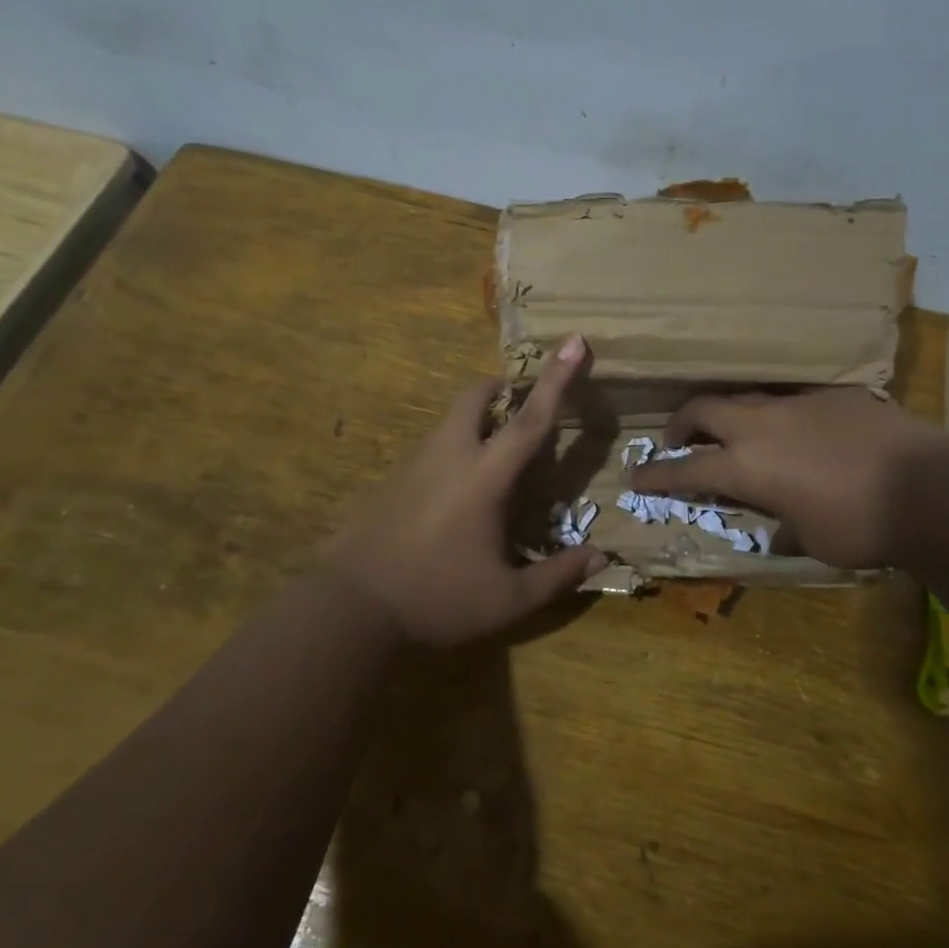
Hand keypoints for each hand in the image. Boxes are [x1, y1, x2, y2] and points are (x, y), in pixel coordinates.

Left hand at [319, 335, 607, 644]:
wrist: (348, 607)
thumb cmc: (435, 597)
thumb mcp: (506, 600)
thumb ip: (556, 576)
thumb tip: (601, 558)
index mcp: (484, 476)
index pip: (531, 419)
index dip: (557, 378)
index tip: (574, 340)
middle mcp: (449, 456)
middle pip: (474, 396)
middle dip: (499, 385)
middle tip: (518, 399)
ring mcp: (414, 464)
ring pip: (449, 420)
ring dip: (475, 420)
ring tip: (493, 454)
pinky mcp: (391, 479)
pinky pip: (431, 448)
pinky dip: (453, 450)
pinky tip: (455, 494)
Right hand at [628, 388, 948, 567]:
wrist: (930, 487)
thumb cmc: (863, 527)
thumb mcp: (813, 540)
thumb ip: (784, 525)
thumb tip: (778, 525)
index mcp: (747, 467)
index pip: (685, 469)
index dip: (655, 474)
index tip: (634, 476)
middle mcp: (761, 427)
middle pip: (702, 410)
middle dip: (681, 425)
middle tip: (677, 441)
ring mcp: (796, 404)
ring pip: (744, 398)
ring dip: (726, 415)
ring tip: (732, 432)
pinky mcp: (831, 395)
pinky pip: (790, 400)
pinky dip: (777, 416)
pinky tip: (798, 432)